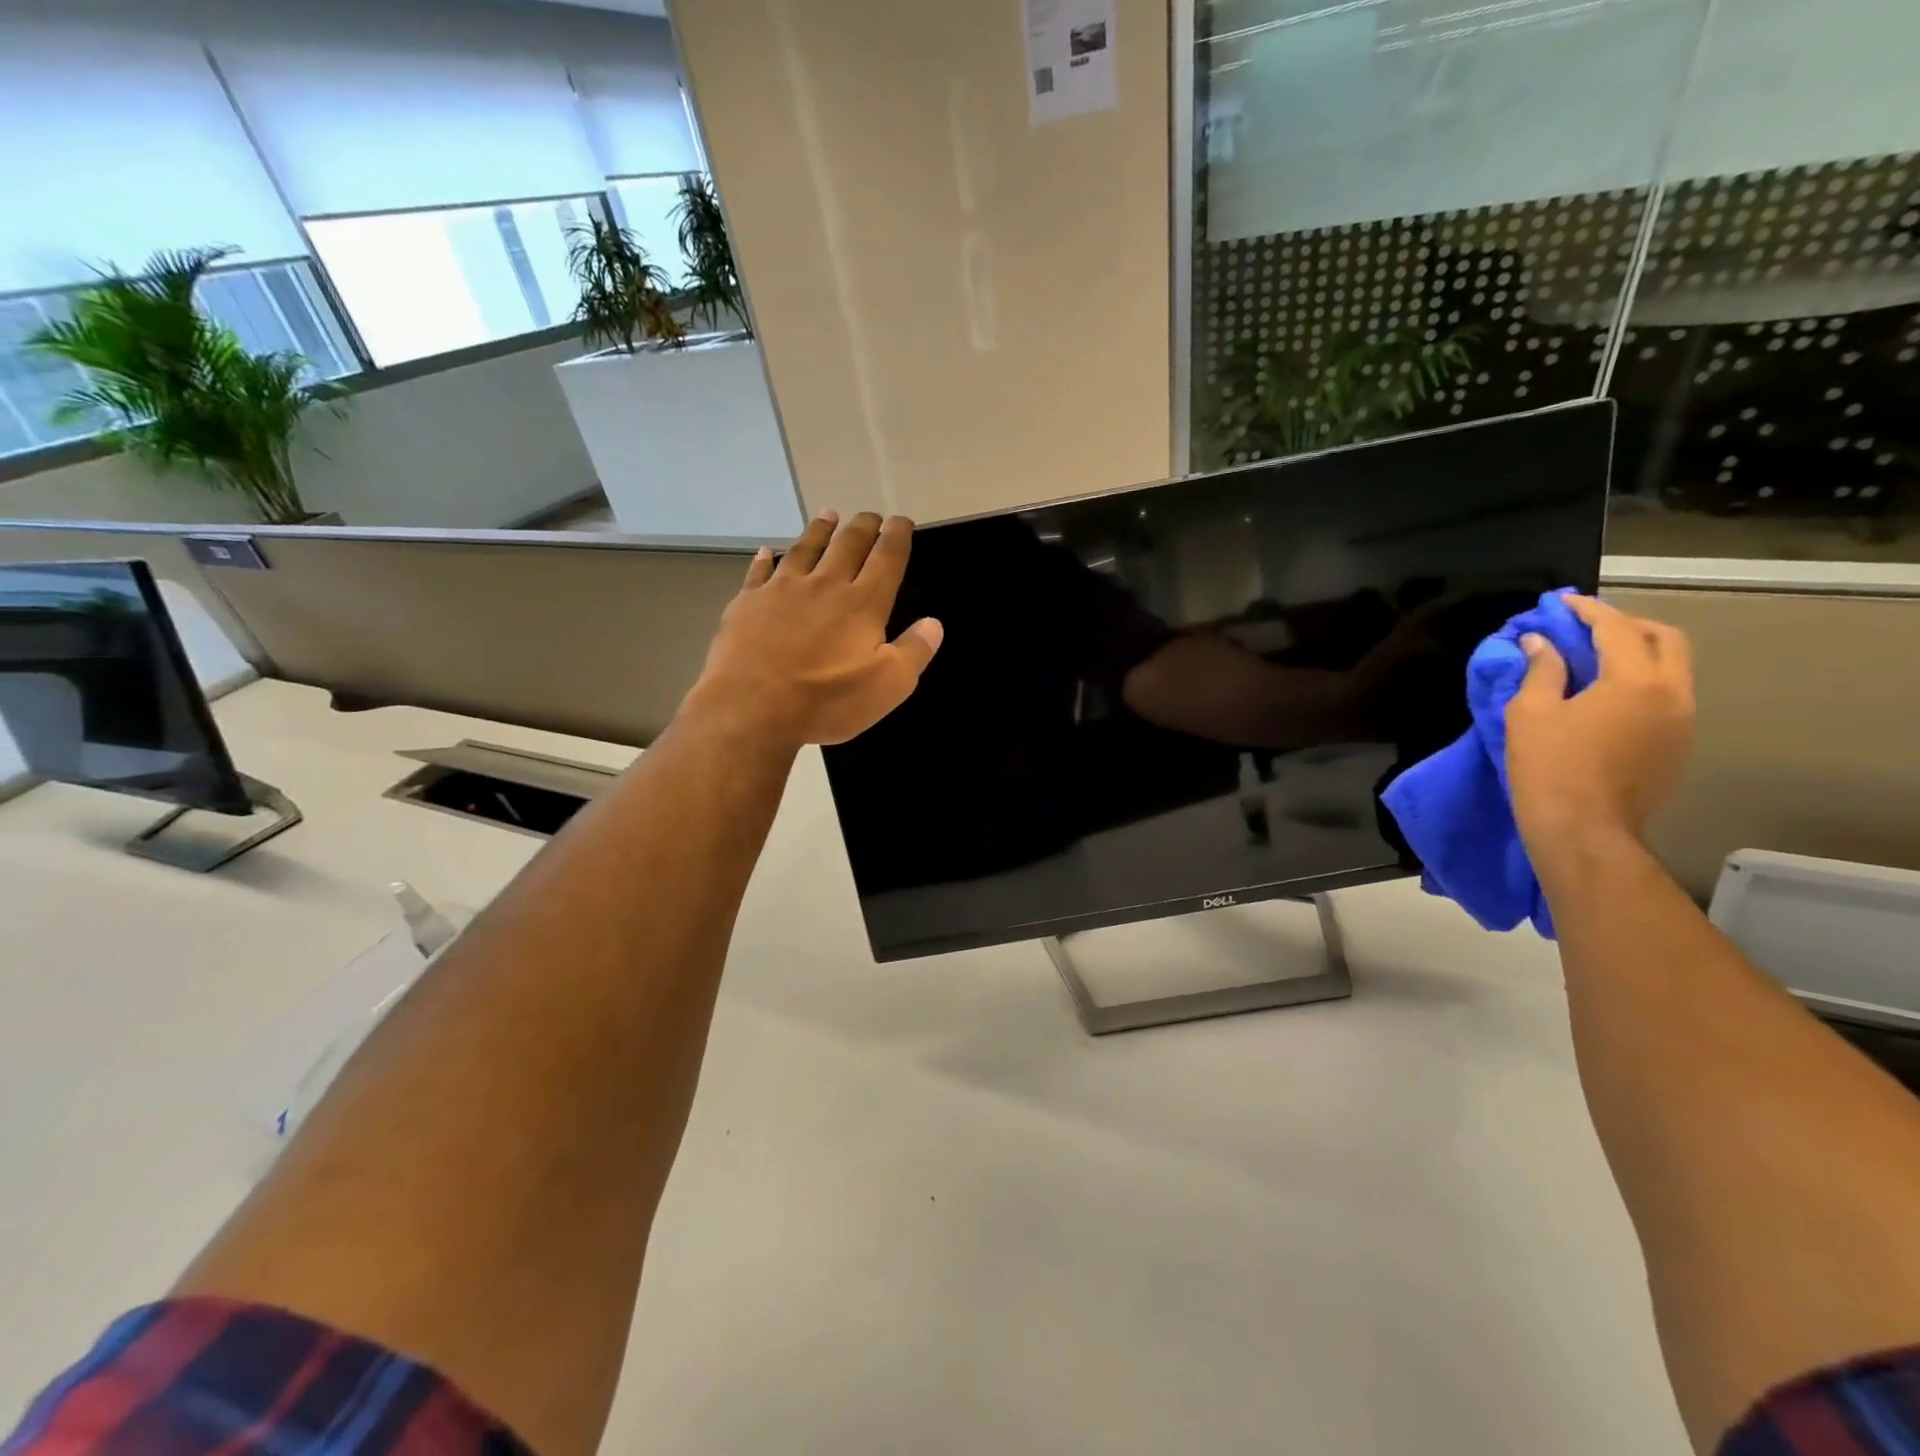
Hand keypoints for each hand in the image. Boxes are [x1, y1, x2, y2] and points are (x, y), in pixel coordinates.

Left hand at [686, 510, 943, 747]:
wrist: (752, 706)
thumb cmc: (827, 700)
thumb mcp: (888, 686)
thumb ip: (914, 651)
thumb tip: (934, 624)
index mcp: (862, 603)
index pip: (887, 558)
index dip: (898, 536)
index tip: (902, 521)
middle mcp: (825, 585)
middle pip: (847, 544)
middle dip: (863, 527)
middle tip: (871, 516)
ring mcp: (782, 590)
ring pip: (805, 549)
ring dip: (819, 530)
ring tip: (829, 515)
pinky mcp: (748, 603)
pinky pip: (759, 572)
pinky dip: (765, 559)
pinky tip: (766, 551)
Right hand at [1505, 595, 1694, 856]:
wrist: (1585, 831)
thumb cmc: (1550, 768)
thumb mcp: (1530, 713)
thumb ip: (1541, 671)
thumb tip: (1540, 642)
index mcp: (1637, 681)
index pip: (1616, 629)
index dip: (1586, 611)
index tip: (1561, 603)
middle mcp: (1673, 694)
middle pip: (1665, 640)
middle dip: (1626, 625)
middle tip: (1586, 627)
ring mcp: (1682, 723)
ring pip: (1671, 669)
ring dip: (1636, 654)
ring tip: (1592, 659)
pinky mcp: (1676, 747)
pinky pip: (1665, 697)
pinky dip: (1639, 682)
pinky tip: (1604, 696)